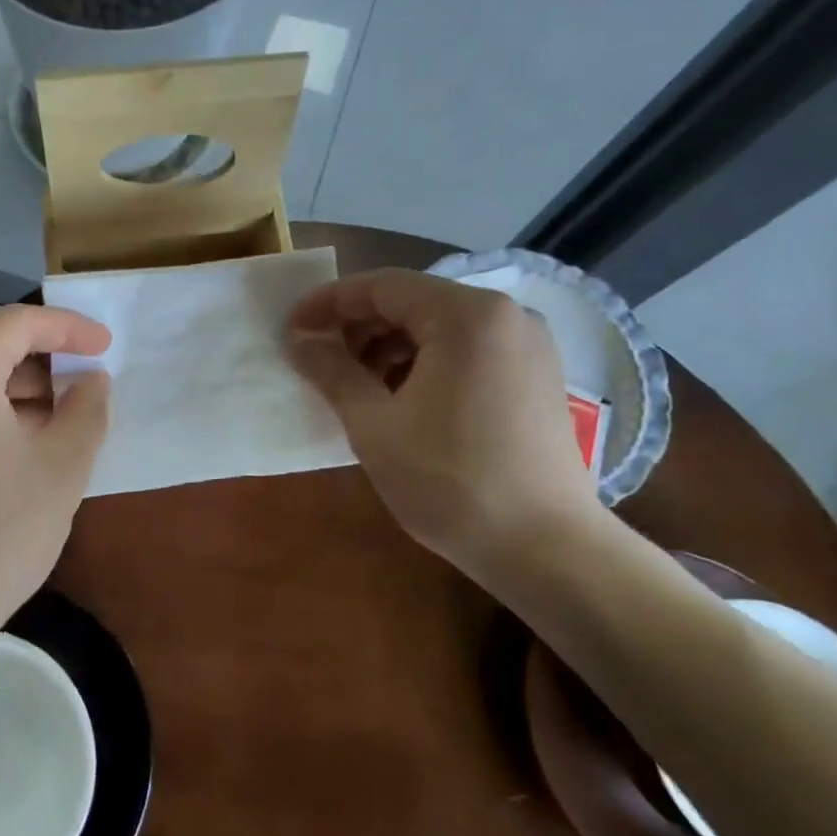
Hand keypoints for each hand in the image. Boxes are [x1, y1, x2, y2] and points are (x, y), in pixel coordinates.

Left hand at [0, 304, 110, 629]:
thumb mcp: (62, 465)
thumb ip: (86, 407)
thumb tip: (91, 379)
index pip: (18, 322)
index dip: (68, 328)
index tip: (106, 344)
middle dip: (39, 345)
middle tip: (83, 369)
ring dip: (11, 372)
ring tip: (57, 404)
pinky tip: (18, 427)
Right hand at [287, 269, 601, 570]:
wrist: (545, 548)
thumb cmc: (449, 481)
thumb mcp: (373, 425)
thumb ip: (331, 371)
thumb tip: (299, 341)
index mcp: (466, 315)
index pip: (382, 287)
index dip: (329, 303)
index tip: (291, 327)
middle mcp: (505, 315)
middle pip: (413, 302)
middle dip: (358, 326)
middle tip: (318, 359)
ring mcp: (528, 345)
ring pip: (439, 327)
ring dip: (389, 347)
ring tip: (355, 384)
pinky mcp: (536, 375)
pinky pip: (467, 350)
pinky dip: (424, 362)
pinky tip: (399, 398)